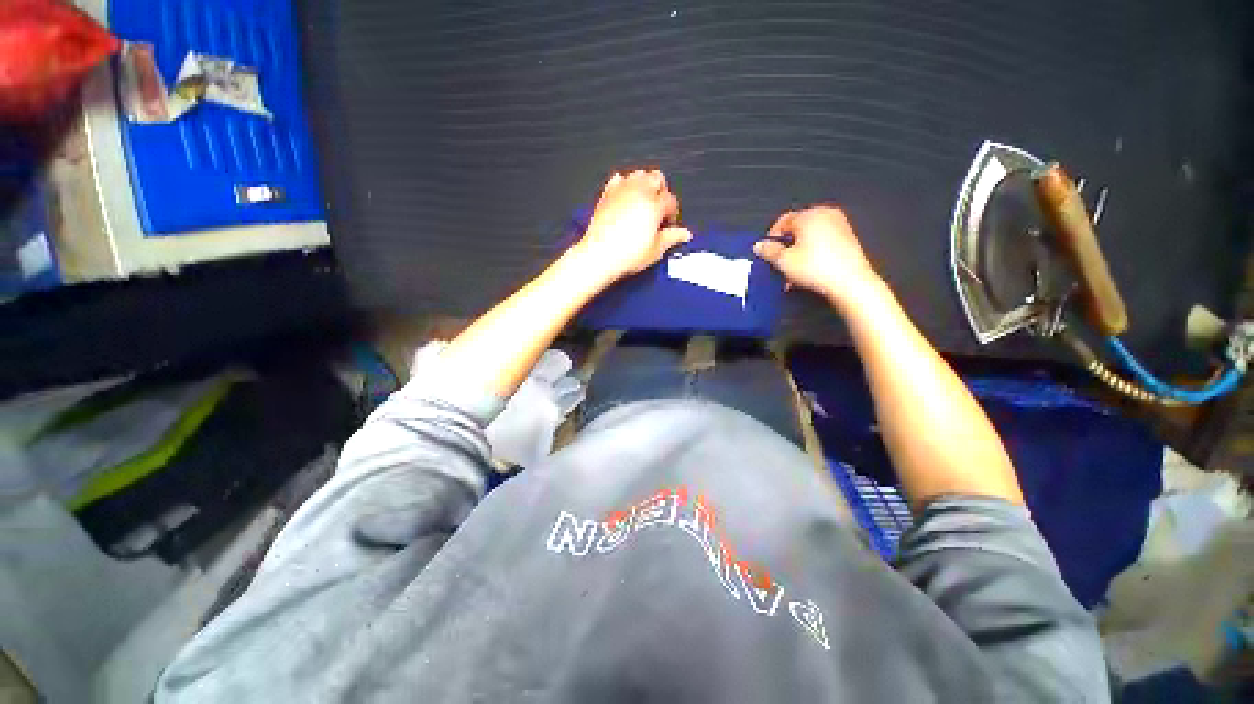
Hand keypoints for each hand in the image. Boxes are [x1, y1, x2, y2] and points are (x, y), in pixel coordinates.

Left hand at [572, 170, 692, 282]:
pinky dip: (624, 185)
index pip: (671, 201)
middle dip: (661, 192)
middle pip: (657, 179)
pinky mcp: (607, 194)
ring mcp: (621, 190)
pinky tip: (625, 199)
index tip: (669, 225)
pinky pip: (618, 180)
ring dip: (644, 185)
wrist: (600, 255)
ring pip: (639, 174)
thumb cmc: (628, 254)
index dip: (673, 214)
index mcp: (655, 205)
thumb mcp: (655, 250)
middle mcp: (639, 192)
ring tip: (643, 203)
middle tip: (658, 211)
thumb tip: (684, 234)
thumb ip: (671, 238)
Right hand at [754, 206, 879, 303]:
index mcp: (809, 215)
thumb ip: (769, 251)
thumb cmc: (818, 268)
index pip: (783, 221)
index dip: (771, 239)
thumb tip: (760, 246)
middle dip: (786, 248)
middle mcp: (826, 215)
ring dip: (798, 255)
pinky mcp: (847, 240)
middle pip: (797, 230)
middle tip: (779, 265)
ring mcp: (839, 226)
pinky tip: (807, 273)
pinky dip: (812, 256)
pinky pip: (822, 244)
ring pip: (809, 239)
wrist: (849, 282)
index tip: (767, 253)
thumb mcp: (783, 261)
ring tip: (792, 274)